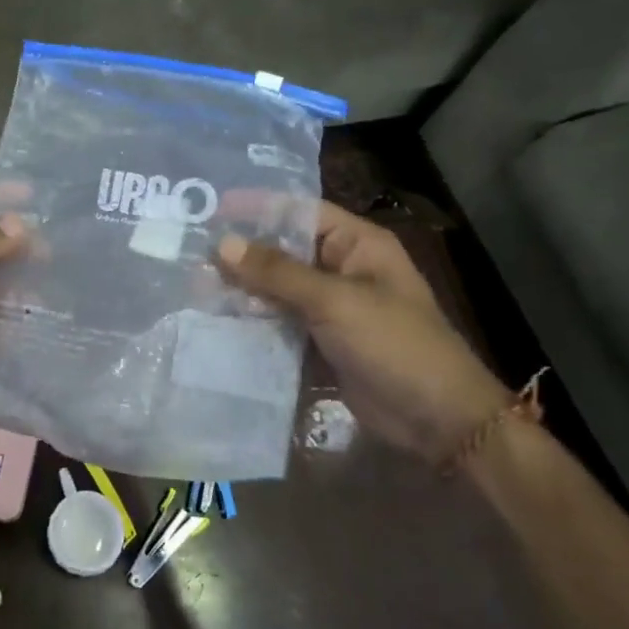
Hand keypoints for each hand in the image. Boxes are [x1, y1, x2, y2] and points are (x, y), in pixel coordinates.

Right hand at [215, 201, 510, 463]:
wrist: (437, 420)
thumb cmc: (394, 345)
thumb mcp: (334, 301)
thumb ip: (276, 272)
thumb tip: (221, 244)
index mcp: (357, 244)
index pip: (299, 211)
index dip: (257, 207)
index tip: (211, 209)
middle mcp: (341, 268)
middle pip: (282, 250)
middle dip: (241, 253)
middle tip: (191, 253)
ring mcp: (330, 307)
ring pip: (276, 288)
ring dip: (241, 289)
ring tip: (194, 286)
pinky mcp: (319, 341)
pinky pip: (279, 321)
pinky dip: (252, 320)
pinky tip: (216, 320)